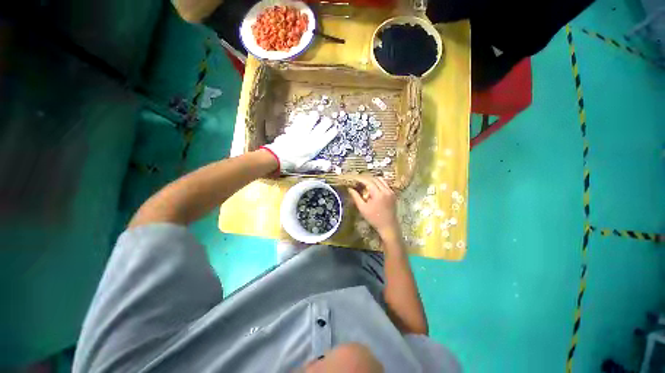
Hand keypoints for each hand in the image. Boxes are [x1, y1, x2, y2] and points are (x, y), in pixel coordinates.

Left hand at [262, 111, 337, 172]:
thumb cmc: (293, 164)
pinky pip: (296, 124)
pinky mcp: (290, 132)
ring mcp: (299, 134)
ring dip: (312, 119)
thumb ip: (318, 164)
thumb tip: (329, 165)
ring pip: (308, 124)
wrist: (276, 157)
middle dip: (324, 124)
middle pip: (318, 130)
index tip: (335, 129)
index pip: (324, 139)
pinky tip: (301, 116)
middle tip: (329, 119)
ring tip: (316, 113)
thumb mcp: (306, 167)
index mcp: (313, 148)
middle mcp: (308, 139)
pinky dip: (299, 119)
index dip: (330, 134)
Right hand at [348, 177, 400, 240]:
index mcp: (378, 194)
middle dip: (366, 178)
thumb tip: (349, 189)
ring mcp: (391, 191)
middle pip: (375, 179)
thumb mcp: (362, 208)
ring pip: (381, 180)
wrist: (388, 226)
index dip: (360, 179)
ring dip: (372, 179)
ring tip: (364, 183)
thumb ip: (356, 197)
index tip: (353, 178)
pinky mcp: (393, 194)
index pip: (368, 181)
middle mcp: (386, 190)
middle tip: (358, 180)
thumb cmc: (374, 218)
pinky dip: (378, 183)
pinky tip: (372, 187)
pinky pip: (385, 184)